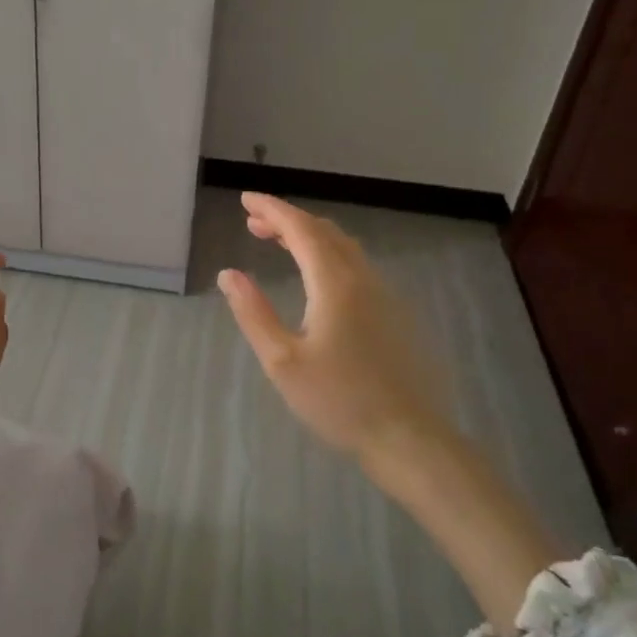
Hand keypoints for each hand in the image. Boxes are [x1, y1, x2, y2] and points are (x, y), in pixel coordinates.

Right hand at [218, 193, 447, 462]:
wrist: (407, 436)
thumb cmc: (338, 400)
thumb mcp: (283, 361)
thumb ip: (254, 313)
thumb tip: (229, 274)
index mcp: (335, 284)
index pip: (301, 229)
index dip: (273, 209)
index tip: (246, 199)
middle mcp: (363, 278)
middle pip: (324, 232)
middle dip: (288, 220)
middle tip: (254, 223)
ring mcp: (384, 294)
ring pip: (344, 247)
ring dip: (309, 236)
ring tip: (279, 242)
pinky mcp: (394, 312)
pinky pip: (356, 265)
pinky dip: (328, 254)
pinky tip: (316, 277)